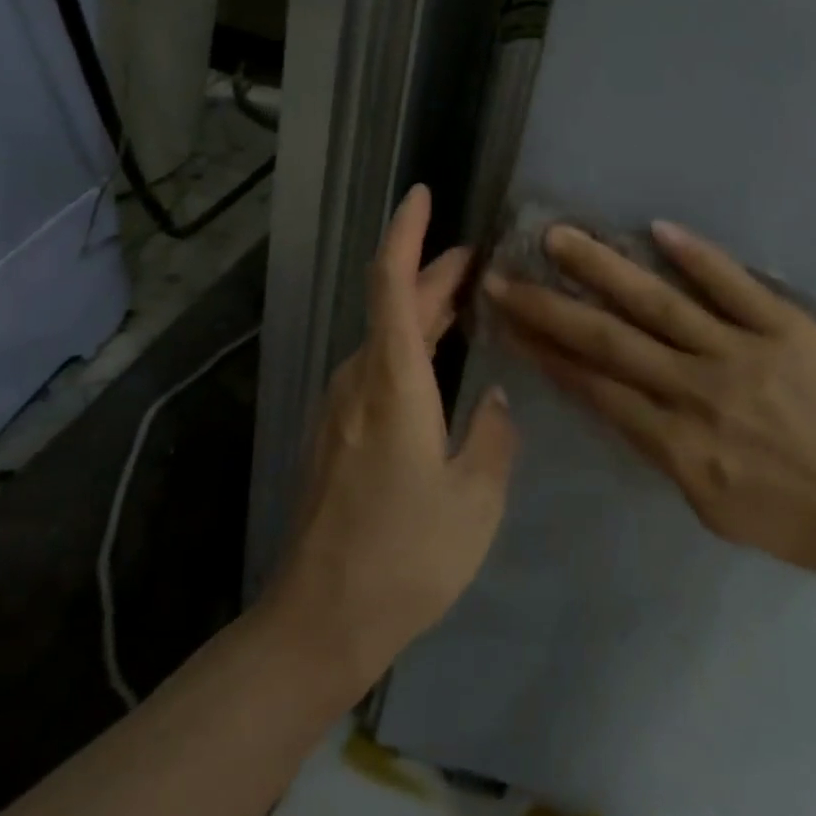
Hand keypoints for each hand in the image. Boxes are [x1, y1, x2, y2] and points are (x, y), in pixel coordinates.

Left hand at [267, 186, 517, 688]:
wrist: (319, 621)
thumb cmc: (405, 557)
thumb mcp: (475, 500)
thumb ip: (494, 437)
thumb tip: (496, 401)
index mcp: (393, 383)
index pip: (392, 284)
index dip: (406, 233)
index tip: (421, 195)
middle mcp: (360, 380)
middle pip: (393, 304)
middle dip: (434, 272)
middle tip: (483, 261)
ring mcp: (341, 406)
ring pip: (386, 336)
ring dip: (424, 310)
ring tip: (471, 304)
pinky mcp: (337, 431)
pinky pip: (378, 366)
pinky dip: (411, 345)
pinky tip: (441, 363)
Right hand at [484, 220, 815, 588]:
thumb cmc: (783, 516)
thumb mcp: (703, 502)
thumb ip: (654, 445)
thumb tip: (608, 393)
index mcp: (676, 443)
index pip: (592, 386)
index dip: (544, 351)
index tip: (507, 322)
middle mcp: (698, 391)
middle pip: (610, 340)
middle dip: (551, 307)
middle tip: (504, 275)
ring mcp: (744, 353)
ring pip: (660, 304)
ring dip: (605, 268)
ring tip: (561, 237)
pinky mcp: (787, 328)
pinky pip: (735, 285)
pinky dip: (696, 256)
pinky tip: (657, 228)